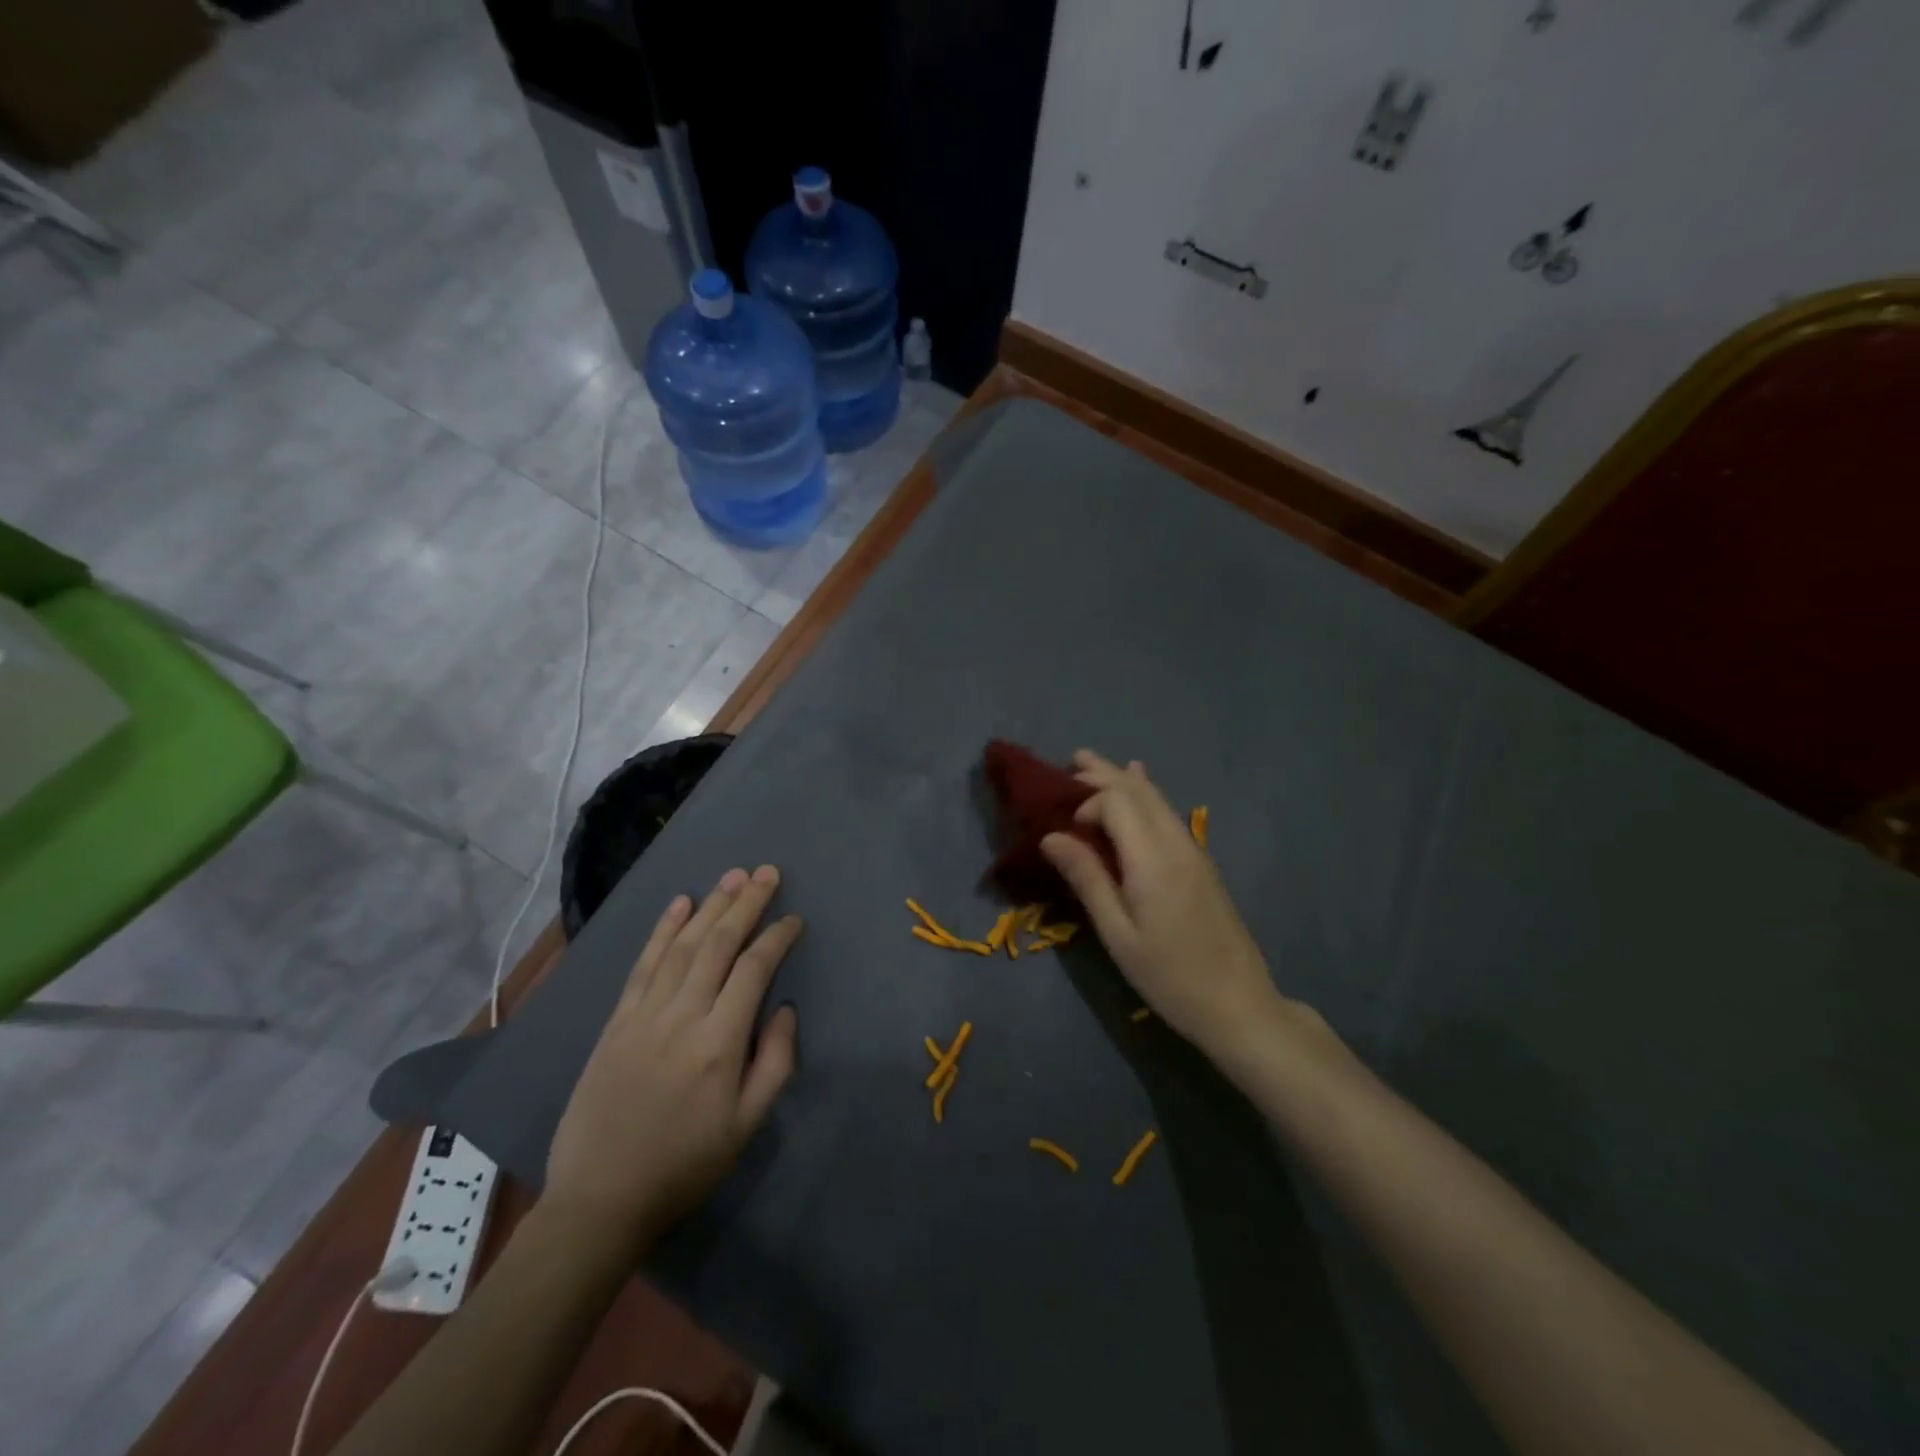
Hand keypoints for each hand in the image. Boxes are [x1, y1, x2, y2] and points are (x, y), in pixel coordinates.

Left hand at [545, 866, 799, 1249]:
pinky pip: (643, 965)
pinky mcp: (616, 1022)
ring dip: (710, 906)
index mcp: (719, 1044)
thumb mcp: (747, 1126)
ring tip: (733, 876)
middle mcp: (681, 1017)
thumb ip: (774, 1062)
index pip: (753, 970)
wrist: (600, 1200)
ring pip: (682, 946)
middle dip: (746, 904)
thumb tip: (785, 1009)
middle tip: (766, 872)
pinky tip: (680, 904)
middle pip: (717, 944)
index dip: (776, 938)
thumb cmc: (685, 1165)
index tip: (794, 919)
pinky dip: (663, 930)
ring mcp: (643, 1015)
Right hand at [1041, 751, 1314, 1065]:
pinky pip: (1168, 815)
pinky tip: (1141, 786)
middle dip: (1104, 773)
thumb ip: (1087, 879)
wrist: (1239, 1004)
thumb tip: (1051, 837)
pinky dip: (1147, 795)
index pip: (1117, 802)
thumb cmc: (1169, 976)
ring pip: (1157, 800)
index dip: (1088, 803)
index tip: (1066, 829)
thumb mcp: (1118, 934)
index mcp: (1153, 859)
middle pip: (1139, 792)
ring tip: (1095, 764)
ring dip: (1124, 779)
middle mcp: (1176, 843)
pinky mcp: (1201, 863)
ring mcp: (1194, 851)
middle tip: (1072, 760)